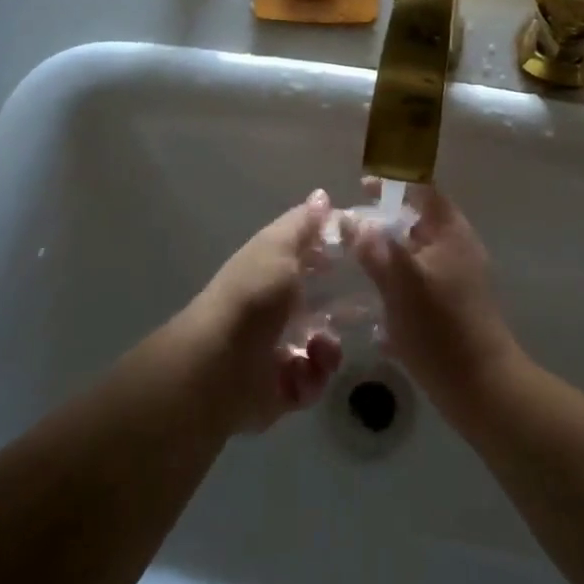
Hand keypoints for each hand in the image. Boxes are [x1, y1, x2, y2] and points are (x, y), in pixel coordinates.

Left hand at [182, 191, 343, 432]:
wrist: (218, 368)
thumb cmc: (252, 297)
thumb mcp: (278, 248)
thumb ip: (303, 225)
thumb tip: (322, 195)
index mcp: (272, 272)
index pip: (311, 259)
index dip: (336, 256)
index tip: (365, 256)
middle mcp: (275, 309)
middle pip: (322, 305)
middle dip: (344, 308)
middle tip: (362, 309)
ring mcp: (277, 350)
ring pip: (322, 346)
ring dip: (329, 347)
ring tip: (321, 346)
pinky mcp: (282, 388)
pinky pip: (313, 381)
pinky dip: (314, 377)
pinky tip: (306, 369)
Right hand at [351, 183, 521, 424]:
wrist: (481, 387)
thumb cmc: (441, 327)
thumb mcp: (400, 283)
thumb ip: (375, 248)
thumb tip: (352, 219)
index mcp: (450, 231)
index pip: (422, 189)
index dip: (393, 182)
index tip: (360, 187)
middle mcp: (456, 247)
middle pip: (417, 221)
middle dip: (383, 222)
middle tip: (348, 231)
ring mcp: (457, 277)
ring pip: (415, 253)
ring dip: (387, 254)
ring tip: (354, 265)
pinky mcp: (452, 305)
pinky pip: (418, 281)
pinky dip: (396, 282)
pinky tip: (372, 302)